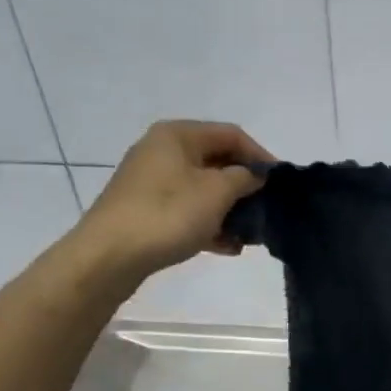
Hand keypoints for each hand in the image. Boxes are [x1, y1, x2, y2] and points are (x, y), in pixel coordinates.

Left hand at [77, 120, 272, 279]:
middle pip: (217, 161)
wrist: (109, 256)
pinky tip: (227, 247)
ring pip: (203, 189)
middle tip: (267, 209)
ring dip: (230, 209)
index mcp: (178, 135)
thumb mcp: (217, 192)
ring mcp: (151, 181)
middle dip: (245, 186)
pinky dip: (208, 223)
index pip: (231, 135)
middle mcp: (162, 150)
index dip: (260, 155)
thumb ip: (244, 178)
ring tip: (249, 234)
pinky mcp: (146, 209)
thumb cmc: (168, 214)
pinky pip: (187, 210)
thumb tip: (256, 174)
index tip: (280, 183)